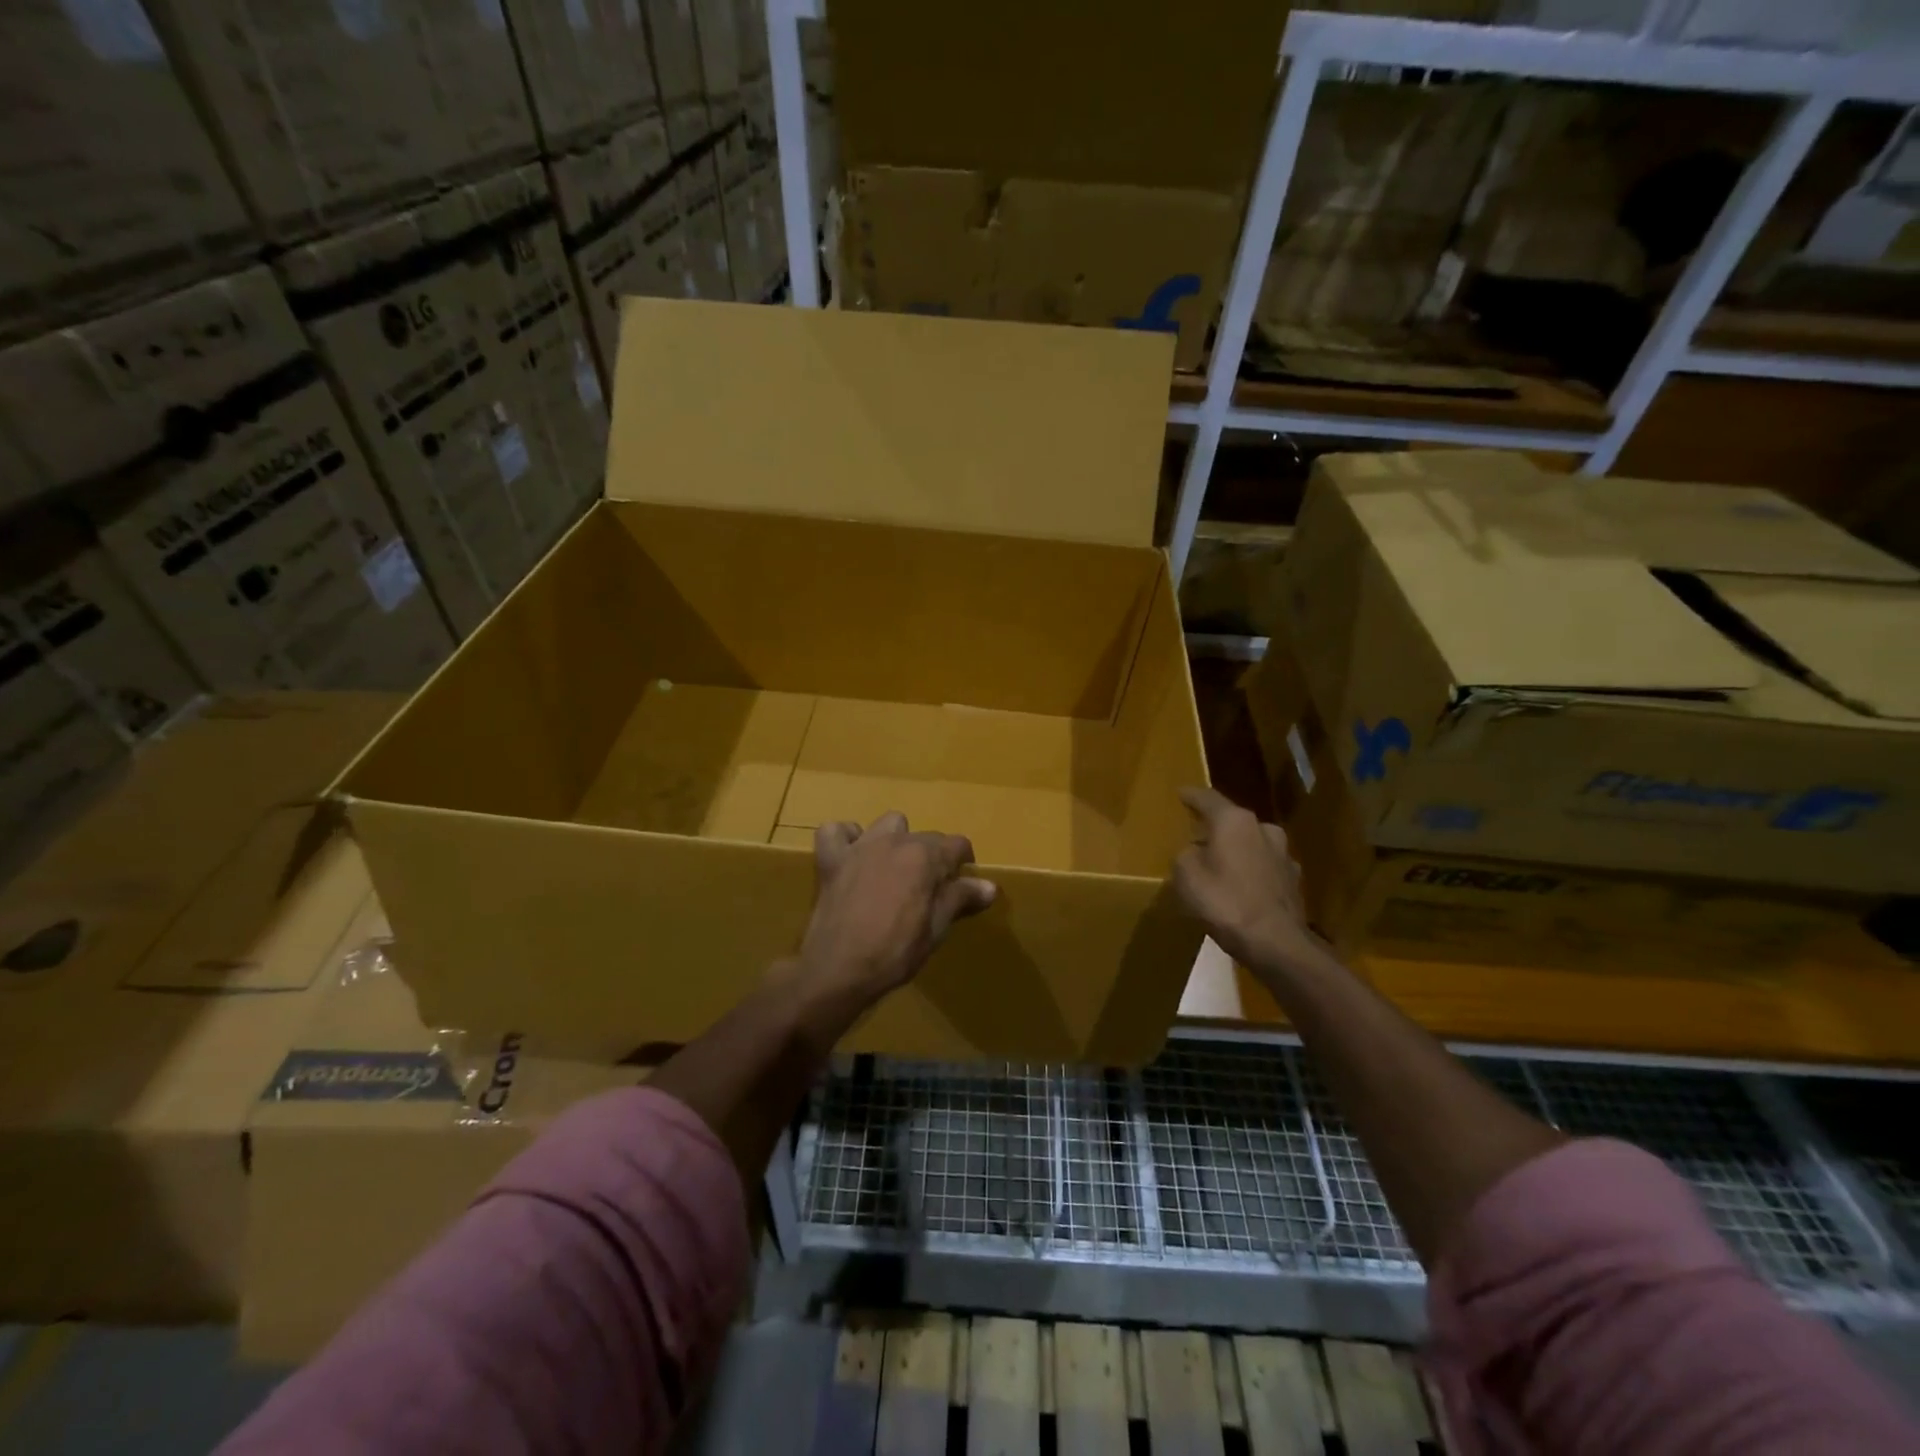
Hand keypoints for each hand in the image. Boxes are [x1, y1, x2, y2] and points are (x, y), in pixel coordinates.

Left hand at [797, 812, 997, 1009]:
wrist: (838, 970)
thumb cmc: (894, 952)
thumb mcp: (936, 929)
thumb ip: (961, 899)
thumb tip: (989, 886)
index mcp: (925, 857)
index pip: (957, 845)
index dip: (964, 863)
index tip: (963, 885)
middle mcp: (895, 841)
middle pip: (926, 836)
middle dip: (934, 857)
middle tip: (930, 889)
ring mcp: (860, 847)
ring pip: (888, 824)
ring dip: (896, 839)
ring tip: (895, 868)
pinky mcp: (831, 859)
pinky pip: (835, 831)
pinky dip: (846, 839)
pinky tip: (853, 857)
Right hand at [1174, 787, 1319, 972]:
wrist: (1276, 943)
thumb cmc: (1225, 902)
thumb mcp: (1186, 875)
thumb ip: (1186, 855)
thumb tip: (1195, 852)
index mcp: (1235, 821)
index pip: (1208, 798)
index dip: (1191, 796)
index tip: (1181, 793)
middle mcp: (1263, 829)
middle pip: (1233, 822)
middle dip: (1216, 828)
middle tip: (1197, 836)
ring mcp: (1284, 855)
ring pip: (1252, 845)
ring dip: (1236, 851)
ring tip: (1219, 865)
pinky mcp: (1294, 881)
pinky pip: (1264, 868)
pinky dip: (1250, 873)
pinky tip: (1241, 888)